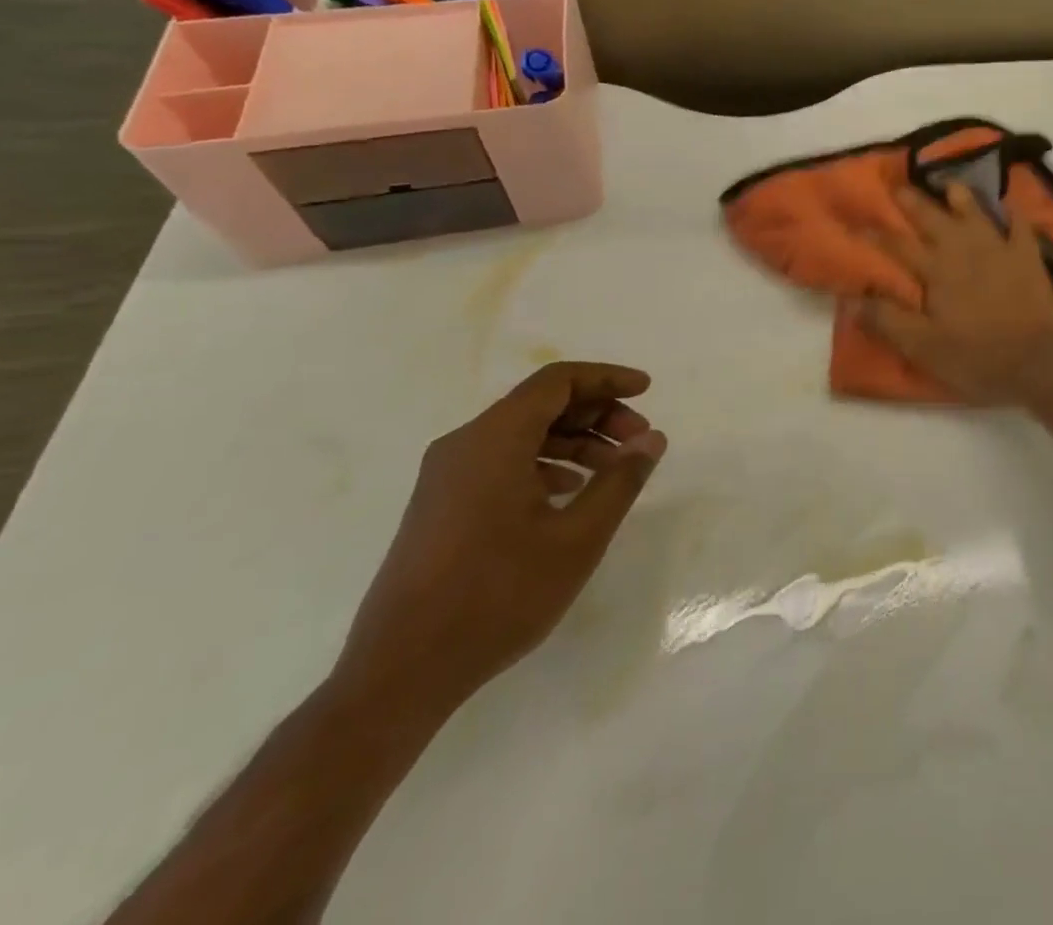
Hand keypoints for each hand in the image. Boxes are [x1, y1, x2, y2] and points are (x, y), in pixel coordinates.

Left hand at [333, 362, 665, 717]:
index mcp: (493, 440)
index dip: (607, 378)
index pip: (557, 381)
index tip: (647, 390)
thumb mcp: (577, 538)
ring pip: (523, 434)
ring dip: (575, 441)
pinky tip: (571, 494)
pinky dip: (546, 464)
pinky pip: (502, 462)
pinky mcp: (441, 506)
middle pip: (541, 404)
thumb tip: (652, 438)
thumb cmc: (497, 596)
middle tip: (639, 441)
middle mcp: (464, 446)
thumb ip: (621, 480)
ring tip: (615, 470)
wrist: (399, 674)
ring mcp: (446, 478)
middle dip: (597, 413)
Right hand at [860, 184, 1052, 404]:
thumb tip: (851, 299)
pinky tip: (1007, 206)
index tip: (857, 222)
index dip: (875, 234)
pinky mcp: (1028, 256)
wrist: (1038, 361)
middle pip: (932, 218)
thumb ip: (887, 320)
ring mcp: (998, 248)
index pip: (897, 246)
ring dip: (960, 196)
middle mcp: (963, 249)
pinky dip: (1012, 213)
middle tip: (898, 186)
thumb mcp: (923, 347)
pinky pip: (1019, 225)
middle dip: (912, 202)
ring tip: (949, 184)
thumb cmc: (977, 357)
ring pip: (974, 212)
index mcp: (935, 270)